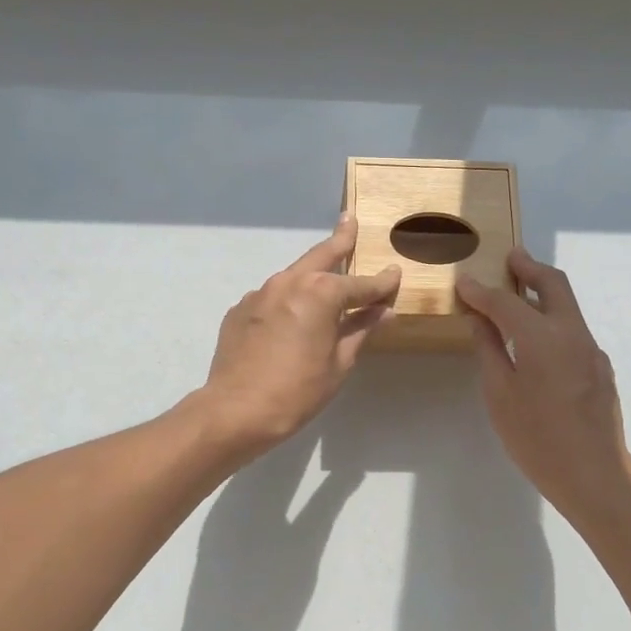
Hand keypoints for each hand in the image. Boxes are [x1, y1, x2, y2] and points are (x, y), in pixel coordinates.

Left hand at [194, 215, 400, 458]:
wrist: (236, 410)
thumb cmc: (297, 391)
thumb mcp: (339, 363)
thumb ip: (361, 330)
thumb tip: (384, 312)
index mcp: (320, 293)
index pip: (360, 284)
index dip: (381, 283)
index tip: (395, 274)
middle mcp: (289, 282)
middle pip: (321, 256)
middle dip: (340, 240)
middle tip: (348, 221)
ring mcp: (260, 293)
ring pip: (294, 275)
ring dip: (311, 273)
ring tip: (324, 274)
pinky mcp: (240, 309)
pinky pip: (272, 297)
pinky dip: (287, 300)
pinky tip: (290, 317)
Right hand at [457, 250, 630, 536]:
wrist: (595, 475)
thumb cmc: (537, 438)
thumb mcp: (500, 395)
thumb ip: (490, 350)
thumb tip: (480, 319)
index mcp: (542, 337)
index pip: (506, 302)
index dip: (482, 290)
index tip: (464, 282)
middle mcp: (572, 333)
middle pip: (553, 284)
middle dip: (529, 267)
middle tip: (509, 258)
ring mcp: (591, 349)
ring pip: (567, 305)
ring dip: (543, 291)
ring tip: (518, 292)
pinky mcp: (600, 367)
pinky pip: (573, 329)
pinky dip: (552, 319)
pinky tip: (536, 339)